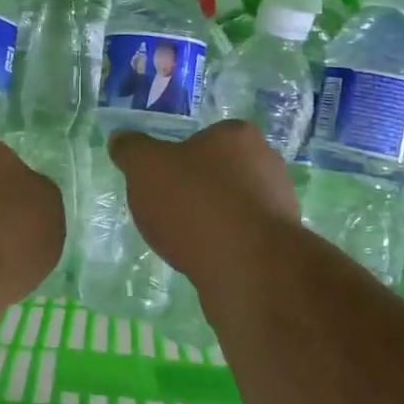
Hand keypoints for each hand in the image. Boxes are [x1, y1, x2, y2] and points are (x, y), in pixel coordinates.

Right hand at [109, 120, 302, 281]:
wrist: (247, 268)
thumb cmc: (195, 203)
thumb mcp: (146, 168)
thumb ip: (132, 150)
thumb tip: (121, 138)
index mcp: (238, 135)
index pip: (205, 137)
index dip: (180, 158)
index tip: (162, 181)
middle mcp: (267, 162)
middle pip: (221, 171)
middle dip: (198, 189)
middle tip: (169, 211)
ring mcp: (279, 203)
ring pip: (234, 206)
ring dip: (213, 220)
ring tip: (185, 242)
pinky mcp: (282, 243)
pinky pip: (244, 238)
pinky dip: (225, 246)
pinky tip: (206, 261)